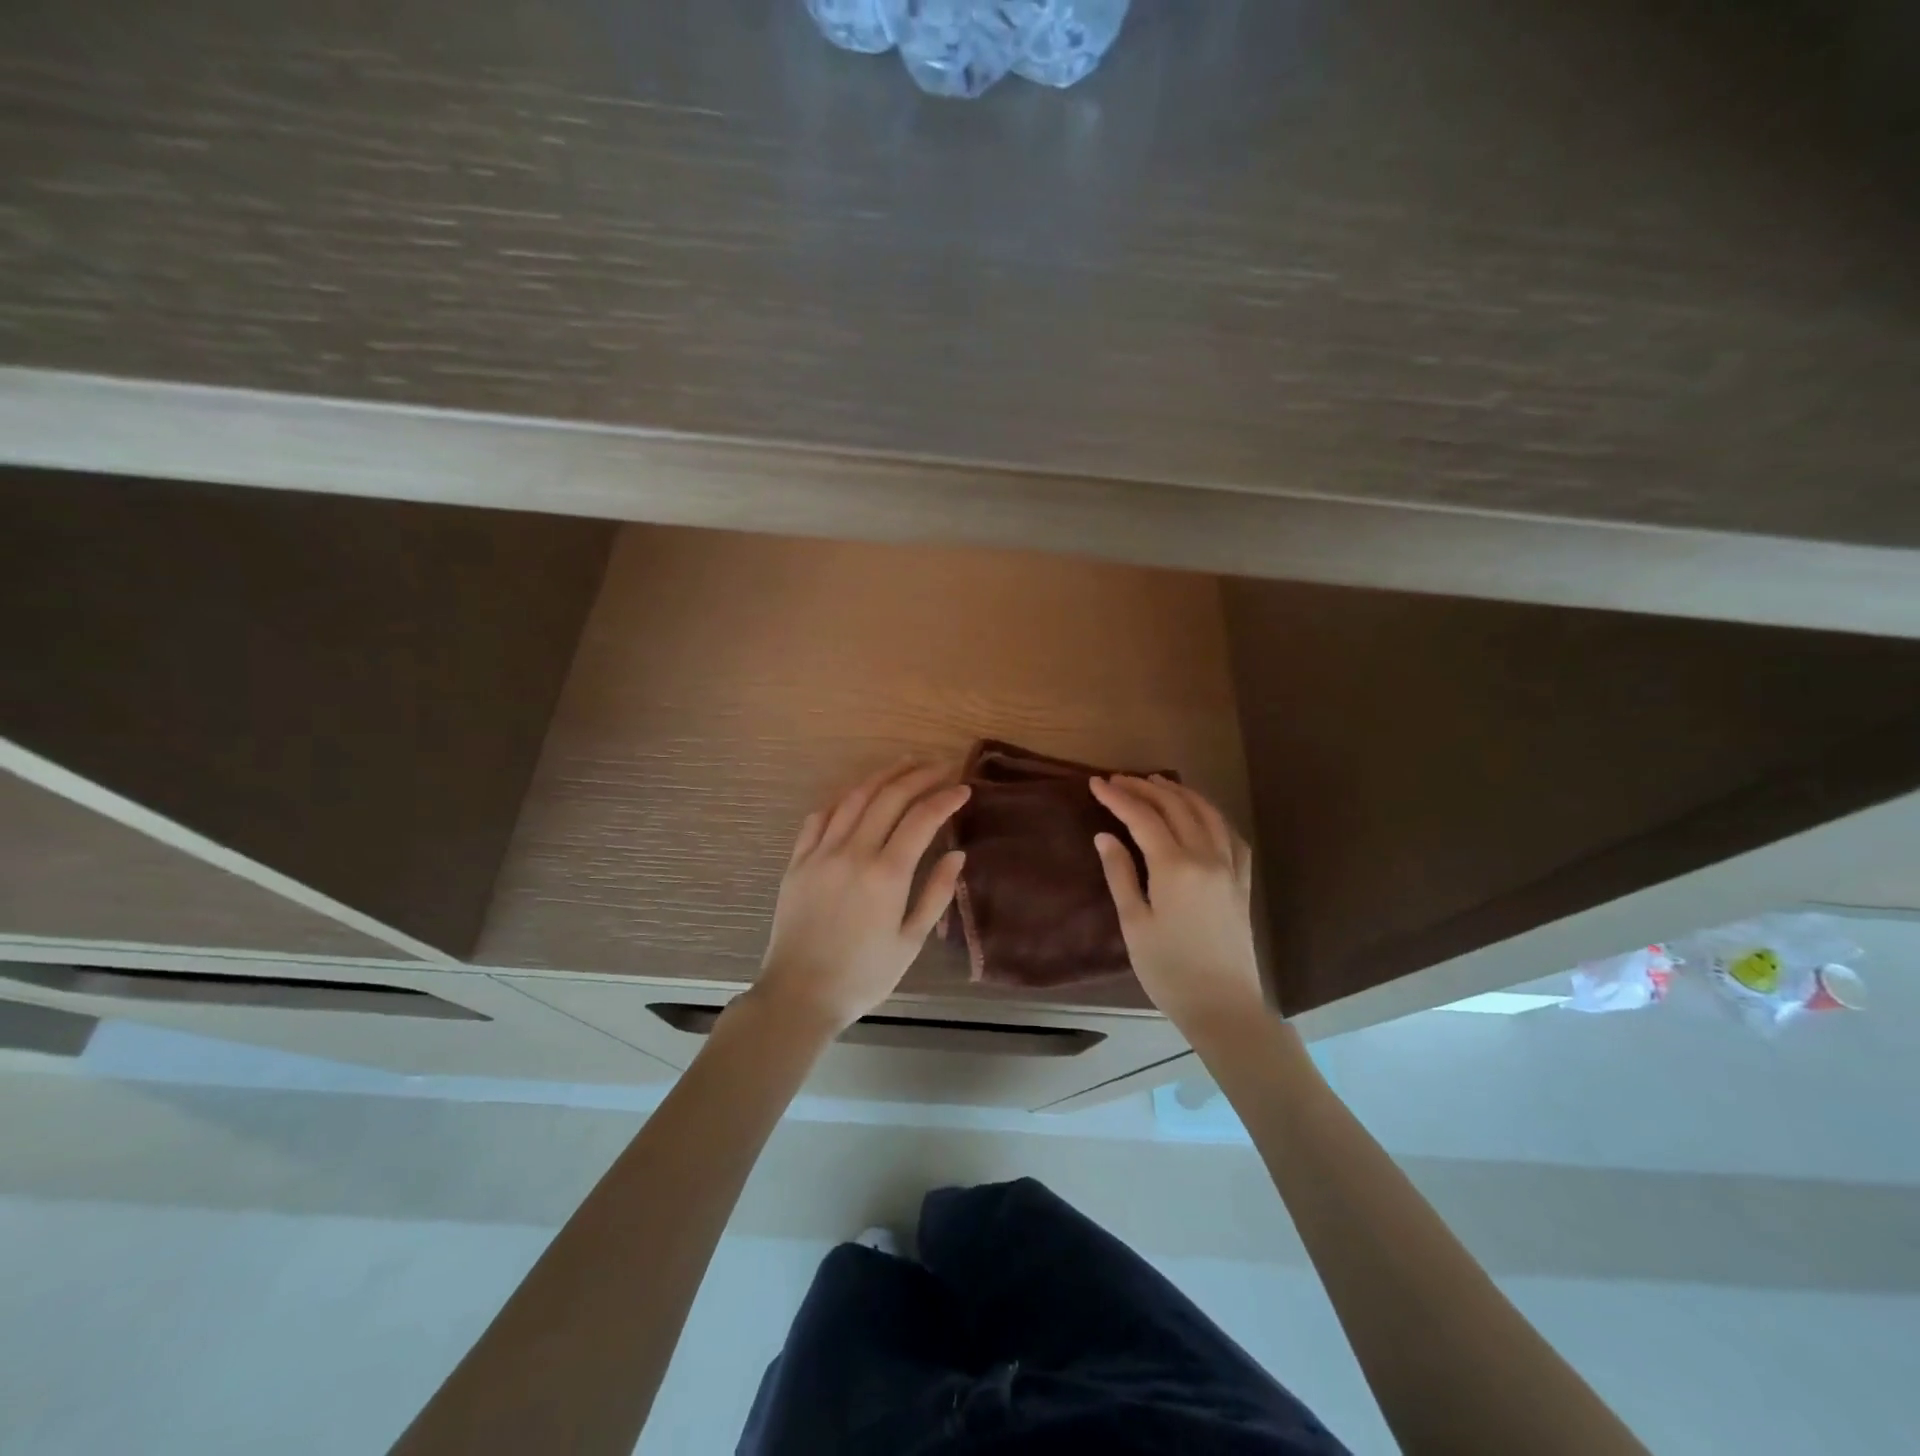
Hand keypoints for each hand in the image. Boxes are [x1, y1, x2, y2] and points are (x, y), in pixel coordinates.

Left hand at [751, 761, 969, 1036]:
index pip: (922, 819)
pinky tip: (857, 793)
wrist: (799, 995)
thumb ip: (935, 894)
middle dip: (919, 776)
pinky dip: (843, 798)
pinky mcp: (797, 861)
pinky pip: (820, 816)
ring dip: (882, 776)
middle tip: (941, 766)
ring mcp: (821, 853)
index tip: (964, 788)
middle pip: (889, 797)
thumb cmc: (863, 976)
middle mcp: (853, 852)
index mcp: (886, 874)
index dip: (945, 798)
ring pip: (854, 798)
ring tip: (905, 764)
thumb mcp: (910, 941)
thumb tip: (957, 855)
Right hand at [1089, 775, 1266, 1036]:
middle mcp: (1206, 857)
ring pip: (1206, 814)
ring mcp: (1230, 868)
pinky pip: (1231, 836)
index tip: (1096, 784)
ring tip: (1156, 783)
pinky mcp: (1243, 883)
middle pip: (1175, 808)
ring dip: (1179, 794)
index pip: (1142, 818)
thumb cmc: (1169, 970)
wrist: (1223, 1007)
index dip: (1118, 797)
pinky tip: (1202, 814)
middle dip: (1145, 789)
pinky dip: (1213, 816)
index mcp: (1174, 867)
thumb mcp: (1134, 923)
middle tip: (1119, 780)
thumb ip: (1120, 874)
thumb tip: (1105, 836)